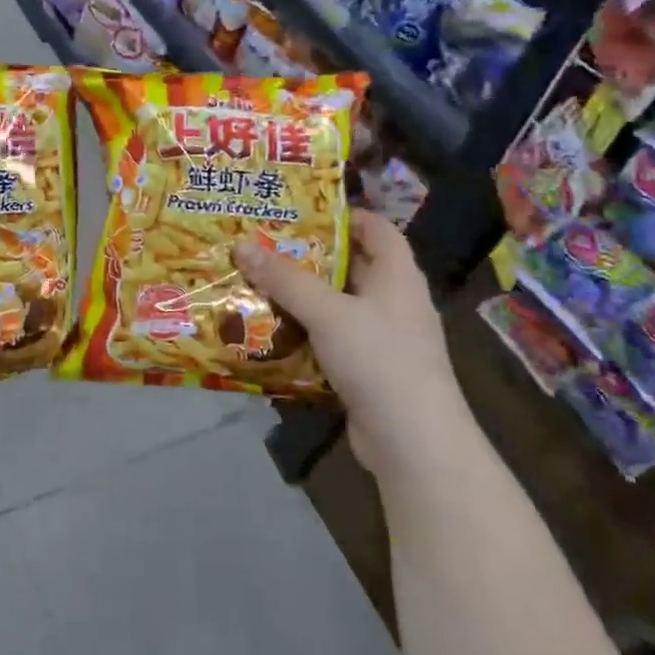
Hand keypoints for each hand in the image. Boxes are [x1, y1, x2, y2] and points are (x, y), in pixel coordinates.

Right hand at [233, 210, 465, 473]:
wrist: (413, 442)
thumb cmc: (378, 359)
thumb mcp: (327, 312)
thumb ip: (284, 279)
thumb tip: (241, 244)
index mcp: (398, 276)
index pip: (378, 229)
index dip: (345, 215)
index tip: (302, 212)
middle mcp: (394, 302)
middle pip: (352, 266)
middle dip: (309, 257)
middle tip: (264, 246)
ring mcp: (383, 339)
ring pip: (337, 306)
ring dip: (302, 298)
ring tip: (257, 284)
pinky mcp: (369, 371)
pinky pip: (332, 340)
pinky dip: (305, 333)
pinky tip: (272, 332)